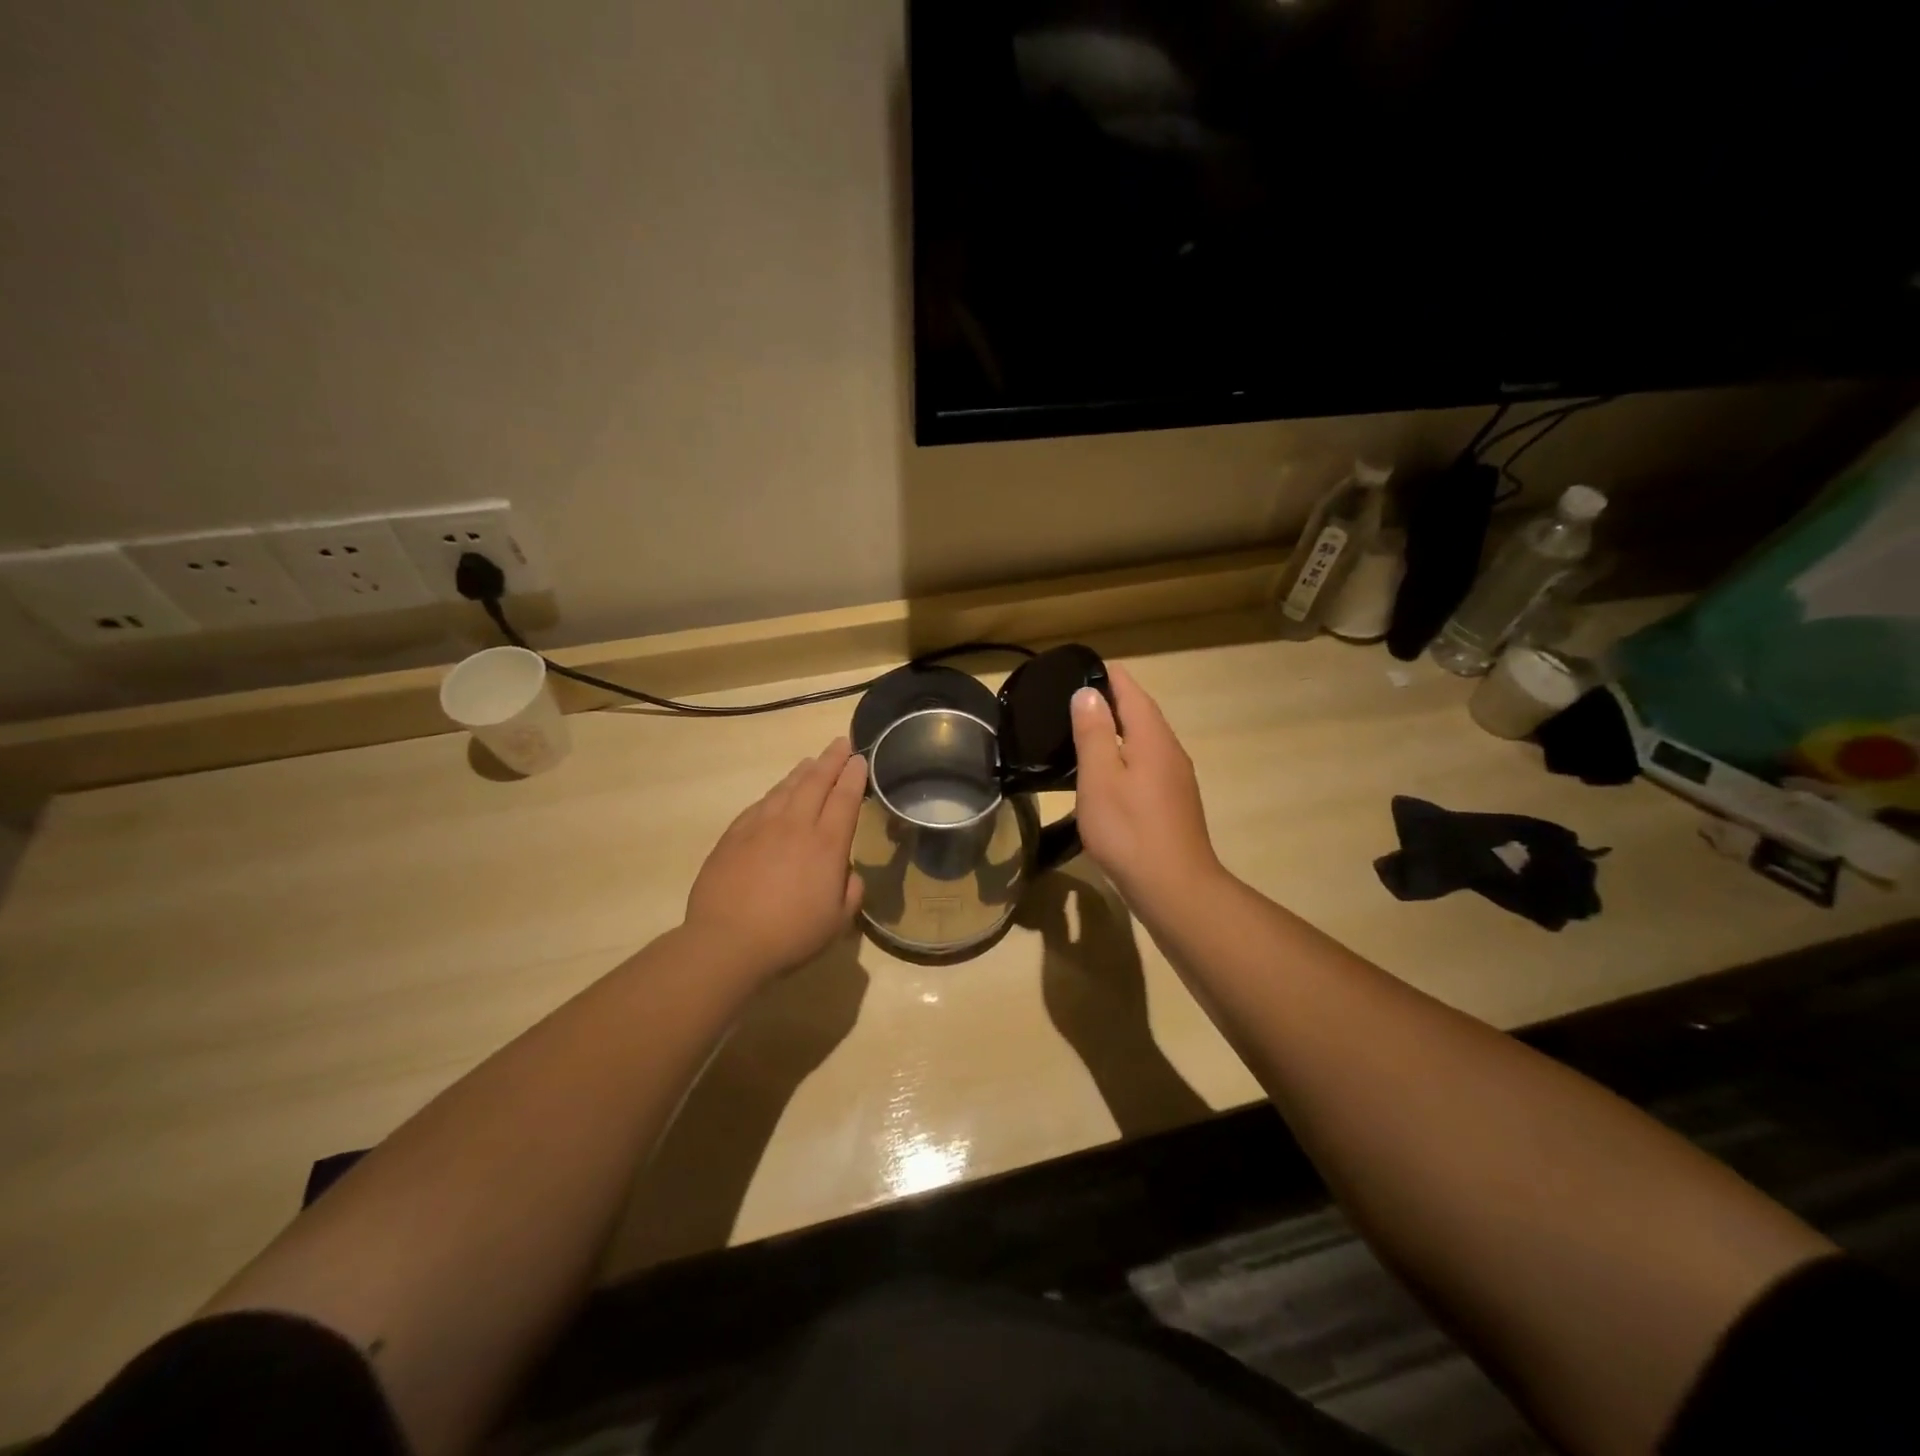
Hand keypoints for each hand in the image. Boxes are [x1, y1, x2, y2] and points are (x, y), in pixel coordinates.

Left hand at [685, 739, 867, 980]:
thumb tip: (847, 873)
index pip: (845, 798)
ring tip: (812, 761)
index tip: (860, 759)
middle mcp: (796, 825)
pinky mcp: (734, 835)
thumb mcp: (837, 921)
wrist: (727, 942)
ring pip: (786, 788)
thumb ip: (851, 891)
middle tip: (841, 743)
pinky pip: (760, 804)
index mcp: (827, 844)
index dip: (854, 776)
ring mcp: (761, 826)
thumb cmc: (791, 935)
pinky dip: (774, 792)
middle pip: (816, 782)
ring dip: (802, 771)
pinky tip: (776, 793)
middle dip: (831, 760)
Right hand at [1070, 665, 1223, 914]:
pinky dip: (1126, 756)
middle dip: (1113, 700)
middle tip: (1076, 698)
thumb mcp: (1100, 778)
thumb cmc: (1129, 830)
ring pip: (1146, 741)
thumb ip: (1094, 733)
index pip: (1132, 692)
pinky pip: (1148, 765)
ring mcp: (1176, 779)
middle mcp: (1170, 752)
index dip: (1109, 676)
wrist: (1174, 888)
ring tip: (1086, 730)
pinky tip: (1108, 773)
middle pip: (1142, 714)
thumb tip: (1089, 693)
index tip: (1083, 666)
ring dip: (1120, 730)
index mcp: (1152, 739)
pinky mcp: (1174, 803)